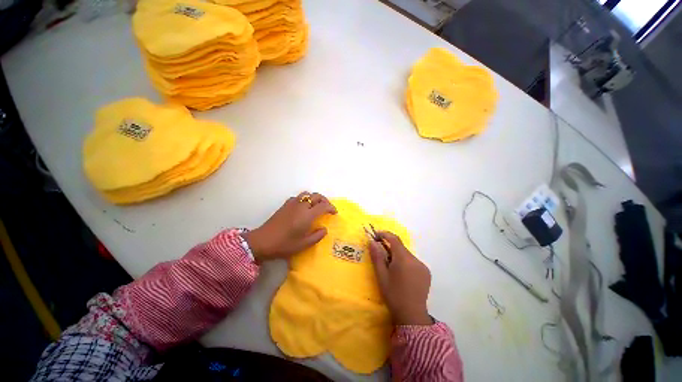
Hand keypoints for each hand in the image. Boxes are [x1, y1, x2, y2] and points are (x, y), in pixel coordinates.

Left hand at [243, 192, 336, 261]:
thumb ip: (317, 236)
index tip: (334, 213)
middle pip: (317, 196)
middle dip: (325, 200)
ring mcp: (292, 203)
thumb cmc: (285, 244)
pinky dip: (305, 199)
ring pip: (307, 194)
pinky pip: (298, 197)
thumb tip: (324, 229)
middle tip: (327, 208)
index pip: (324, 206)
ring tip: (316, 206)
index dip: (331, 208)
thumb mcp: (304, 244)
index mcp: (307, 215)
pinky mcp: (285, 204)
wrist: (262, 241)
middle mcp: (301, 205)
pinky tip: (303, 208)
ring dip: (314, 198)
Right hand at [369, 231, 432, 325]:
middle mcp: (415, 259)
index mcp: (404, 259)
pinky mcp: (426, 273)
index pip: (394, 239)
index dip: (385, 234)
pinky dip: (405, 262)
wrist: (412, 316)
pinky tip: (401, 273)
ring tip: (390, 266)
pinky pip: (413, 261)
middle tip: (380, 252)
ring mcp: (422, 266)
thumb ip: (377, 256)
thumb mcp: (381, 275)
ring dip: (397, 255)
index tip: (376, 235)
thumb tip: (372, 242)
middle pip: (401, 247)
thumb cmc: (393, 295)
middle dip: (390, 246)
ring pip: (406, 254)